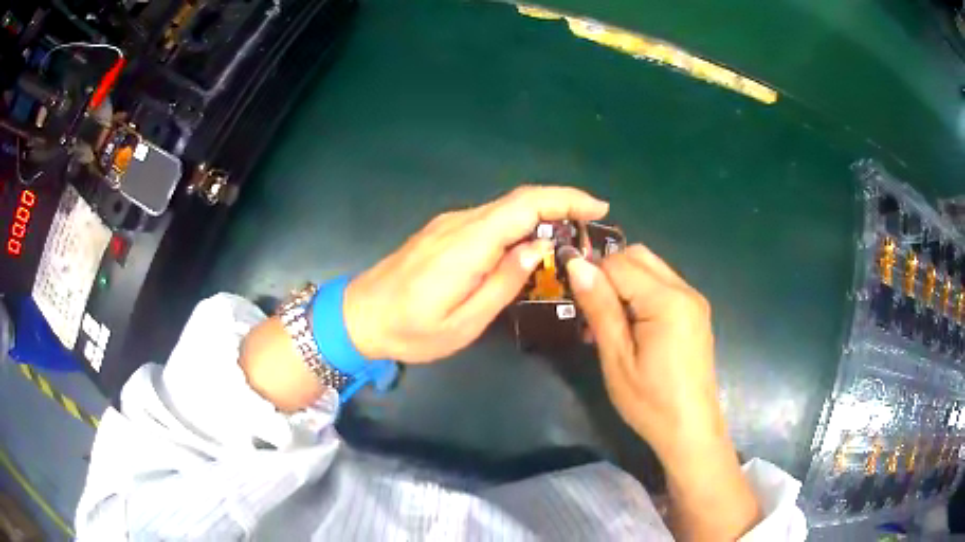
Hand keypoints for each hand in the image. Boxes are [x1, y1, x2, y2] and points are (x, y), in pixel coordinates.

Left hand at [344, 186, 608, 362]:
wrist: (358, 316)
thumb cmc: (410, 330)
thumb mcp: (464, 322)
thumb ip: (503, 283)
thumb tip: (537, 248)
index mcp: (467, 244)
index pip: (525, 205)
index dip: (565, 199)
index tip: (597, 208)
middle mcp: (460, 223)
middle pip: (519, 200)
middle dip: (561, 205)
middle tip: (590, 228)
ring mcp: (449, 224)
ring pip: (505, 208)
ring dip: (541, 215)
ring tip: (568, 239)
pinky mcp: (443, 231)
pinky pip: (489, 219)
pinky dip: (518, 224)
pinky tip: (529, 245)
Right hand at [565, 244, 721, 454]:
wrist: (690, 429)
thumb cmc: (650, 402)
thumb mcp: (617, 358)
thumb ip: (600, 308)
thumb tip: (576, 265)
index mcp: (667, 301)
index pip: (619, 262)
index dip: (591, 274)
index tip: (573, 300)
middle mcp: (685, 290)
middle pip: (637, 256)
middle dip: (608, 273)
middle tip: (591, 310)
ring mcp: (693, 299)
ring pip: (650, 267)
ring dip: (623, 282)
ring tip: (607, 322)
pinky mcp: (695, 311)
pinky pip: (662, 285)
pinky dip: (640, 293)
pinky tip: (630, 326)